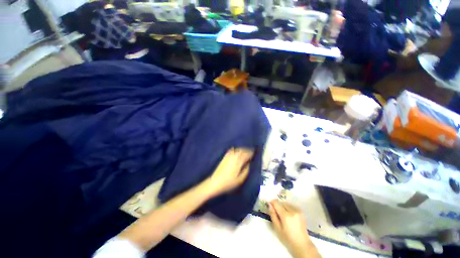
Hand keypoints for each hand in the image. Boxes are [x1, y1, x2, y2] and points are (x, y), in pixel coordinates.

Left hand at [204, 148, 253, 196]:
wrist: (215, 182)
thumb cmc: (229, 183)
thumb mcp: (240, 180)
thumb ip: (246, 171)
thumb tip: (249, 164)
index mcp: (238, 162)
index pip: (246, 155)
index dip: (251, 153)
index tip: (255, 152)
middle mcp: (234, 157)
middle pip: (242, 151)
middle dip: (247, 150)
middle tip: (251, 151)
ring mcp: (228, 156)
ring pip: (237, 150)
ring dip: (242, 149)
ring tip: (245, 150)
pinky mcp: (224, 157)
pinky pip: (231, 151)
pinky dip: (235, 149)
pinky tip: (236, 150)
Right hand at [269, 200, 319, 257]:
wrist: (302, 245)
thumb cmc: (288, 238)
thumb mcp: (277, 228)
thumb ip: (273, 215)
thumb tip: (270, 205)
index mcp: (286, 215)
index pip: (276, 203)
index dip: (272, 202)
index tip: (269, 206)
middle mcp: (292, 210)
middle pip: (282, 203)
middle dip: (278, 206)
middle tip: (277, 214)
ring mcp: (298, 211)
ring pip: (286, 204)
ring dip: (283, 207)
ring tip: (283, 216)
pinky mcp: (301, 212)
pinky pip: (292, 206)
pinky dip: (288, 209)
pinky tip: (289, 217)